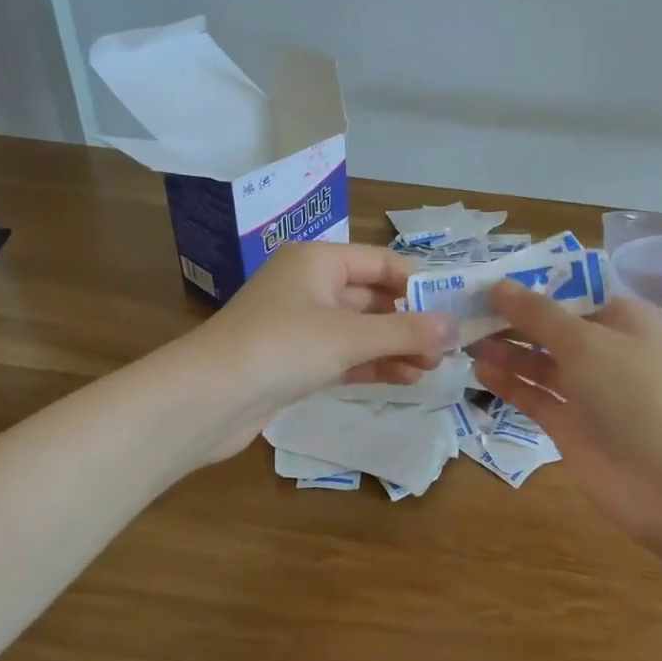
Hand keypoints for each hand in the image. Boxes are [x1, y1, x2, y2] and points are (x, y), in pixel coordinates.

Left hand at [179, 241, 456, 459]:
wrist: (207, 399)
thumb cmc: (282, 347)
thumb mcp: (349, 335)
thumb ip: (405, 331)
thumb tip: (454, 326)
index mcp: (318, 261)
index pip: (381, 263)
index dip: (419, 284)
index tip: (453, 310)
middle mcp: (310, 286)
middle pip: (373, 297)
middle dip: (410, 321)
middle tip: (448, 347)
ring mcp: (301, 325)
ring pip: (361, 330)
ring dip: (396, 346)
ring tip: (433, 367)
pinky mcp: (295, 361)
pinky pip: (345, 355)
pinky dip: (373, 364)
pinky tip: (406, 378)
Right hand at [472, 282, 661, 546]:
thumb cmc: (634, 391)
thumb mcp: (585, 341)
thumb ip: (537, 314)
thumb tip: (498, 285)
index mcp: (621, 319)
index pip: (570, 293)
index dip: (530, 287)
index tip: (487, 281)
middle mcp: (604, 350)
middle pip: (550, 328)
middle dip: (511, 320)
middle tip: (463, 311)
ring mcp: (587, 390)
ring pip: (539, 363)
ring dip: (505, 350)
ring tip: (464, 340)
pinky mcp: (570, 425)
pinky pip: (534, 396)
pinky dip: (509, 383)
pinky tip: (479, 370)